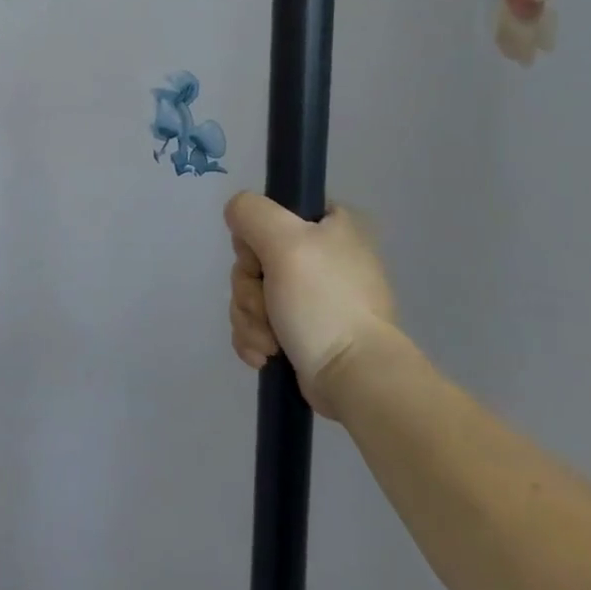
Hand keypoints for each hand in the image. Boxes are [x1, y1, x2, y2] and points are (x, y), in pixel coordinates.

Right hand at [224, 194, 400, 417]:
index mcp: (332, 226)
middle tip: (266, 306)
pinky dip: (255, 337)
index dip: (256, 237)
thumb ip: (252, 212)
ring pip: (251, 292)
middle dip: (249, 289)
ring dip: (249, 317)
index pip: (272, 213)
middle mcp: (324, 256)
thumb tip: (236, 214)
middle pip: (253, 258)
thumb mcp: (285, 242)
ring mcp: (313, 296)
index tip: (261, 258)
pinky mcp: (302, 329)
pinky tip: (265, 354)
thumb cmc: (323, 303)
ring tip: (271, 340)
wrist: (354, 377)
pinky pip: (257, 321)